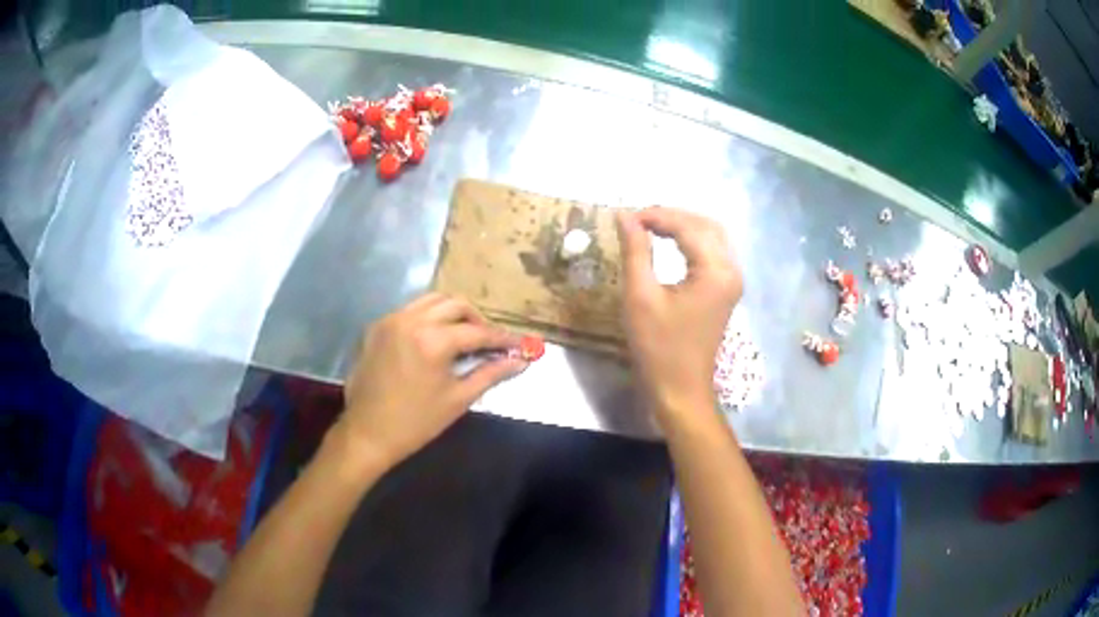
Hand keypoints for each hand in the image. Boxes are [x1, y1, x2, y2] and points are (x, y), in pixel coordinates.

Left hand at [338, 293, 526, 468]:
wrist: (368, 433)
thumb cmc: (416, 422)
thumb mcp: (458, 399)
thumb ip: (491, 374)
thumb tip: (521, 361)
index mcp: (433, 340)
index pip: (477, 331)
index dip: (502, 338)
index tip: (520, 344)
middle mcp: (411, 320)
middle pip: (455, 304)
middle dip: (477, 320)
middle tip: (489, 341)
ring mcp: (391, 320)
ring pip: (431, 301)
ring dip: (452, 313)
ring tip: (463, 335)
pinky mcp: (377, 327)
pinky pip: (410, 310)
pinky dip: (428, 317)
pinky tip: (434, 338)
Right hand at [616, 207, 742, 424]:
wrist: (680, 389)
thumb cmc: (659, 347)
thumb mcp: (640, 297)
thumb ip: (635, 251)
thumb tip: (624, 216)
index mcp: (716, 271)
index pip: (688, 227)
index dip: (657, 216)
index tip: (626, 217)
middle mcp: (731, 270)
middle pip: (706, 225)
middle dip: (673, 216)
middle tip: (639, 219)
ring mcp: (732, 281)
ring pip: (713, 235)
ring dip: (684, 225)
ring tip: (651, 226)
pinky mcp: (726, 290)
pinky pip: (713, 252)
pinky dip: (692, 240)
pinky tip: (671, 242)